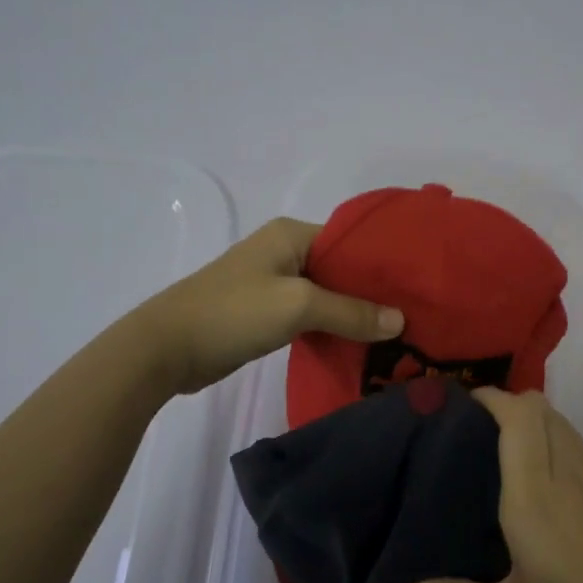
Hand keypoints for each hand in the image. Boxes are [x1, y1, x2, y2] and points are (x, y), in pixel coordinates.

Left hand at [131, 218, 403, 396]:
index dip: (382, 264)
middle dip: (372, 292)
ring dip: (353, 313)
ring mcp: (274, 283)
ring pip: (327, 294)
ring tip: (395, 333)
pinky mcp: (266, 312)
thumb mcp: (297, 306)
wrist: (166, 348)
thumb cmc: (233, 313)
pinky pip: (310, 314)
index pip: (351, 241)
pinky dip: (332, 327)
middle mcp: (284, 251)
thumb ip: (350, 311)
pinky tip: (359, 345)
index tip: (416, 288)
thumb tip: (400, 321)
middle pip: (341, 269)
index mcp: (292, 234)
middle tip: (412, 316)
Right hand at [396, 389, 582, 582]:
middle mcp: (567, 479)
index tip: (456, 404)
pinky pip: (577, 449)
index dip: (490, 398)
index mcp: (536, 498)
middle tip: (468, 429)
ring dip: (532, 419)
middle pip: (542, 410)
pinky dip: (552, 440)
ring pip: (563, 425)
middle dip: (507, 403)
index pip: (519, 418)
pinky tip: (534, 482)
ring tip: (494, 447)